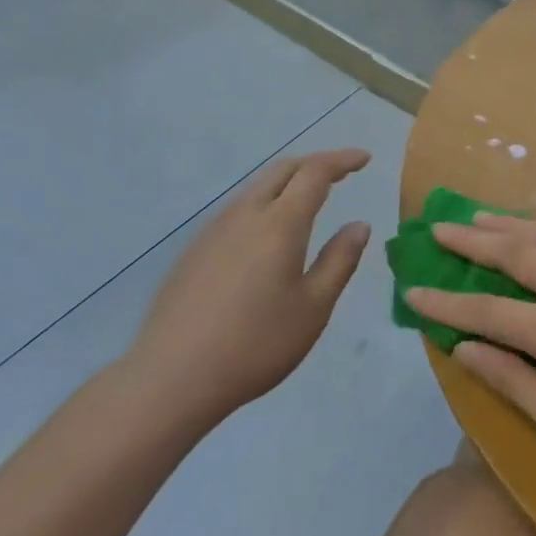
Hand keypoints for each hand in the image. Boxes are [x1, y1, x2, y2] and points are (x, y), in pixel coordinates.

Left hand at [124, 149, 371, 429]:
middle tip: (340, 174)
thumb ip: (339, 261)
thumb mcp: (313, 308)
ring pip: (256, 189)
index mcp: (280, 224)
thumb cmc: (255, 344)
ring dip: (287, 184)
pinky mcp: (193, 251)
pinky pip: (237, 211)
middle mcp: (245, 215)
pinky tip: (266, 238)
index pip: (314, 173)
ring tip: (307, 201)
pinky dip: (263, 205)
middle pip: (282, 170)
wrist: (171, 378)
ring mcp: (213, 231)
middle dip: (314, 164)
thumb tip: (359, 225)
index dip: (341, 160)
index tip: (364, 158)